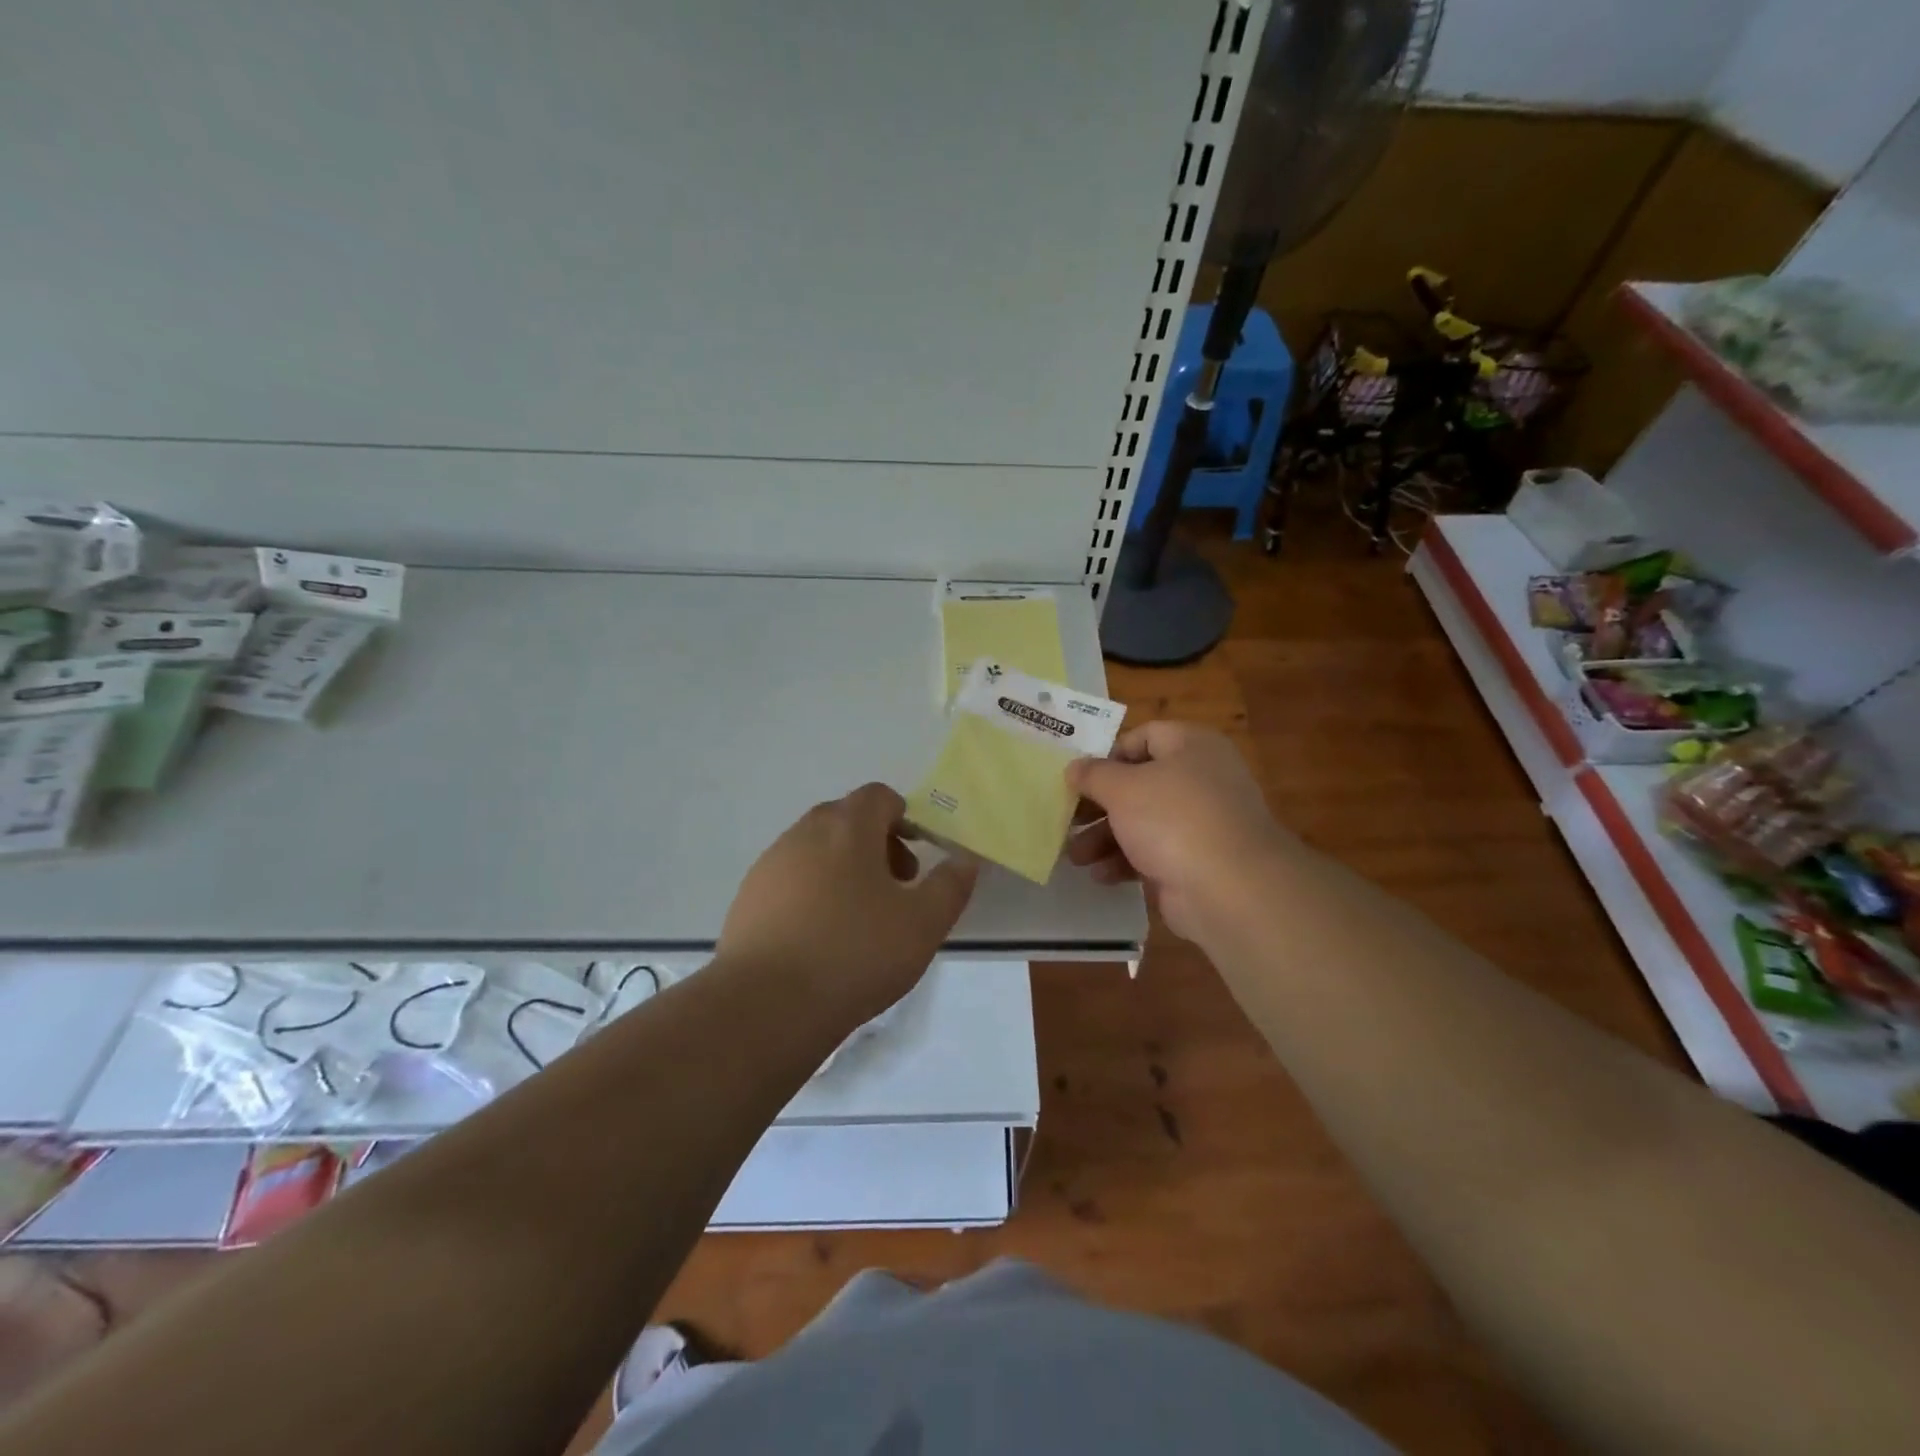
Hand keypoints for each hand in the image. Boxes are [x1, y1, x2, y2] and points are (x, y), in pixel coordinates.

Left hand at [717, 783, 978, 1025]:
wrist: (766, 1005)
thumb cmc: (855, 953)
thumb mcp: (923, 924)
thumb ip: (950, 885)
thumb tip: (964, 860)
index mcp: (847, 827)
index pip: (878, 796)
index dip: (904, 817)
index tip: (919, 855)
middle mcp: (803, 833)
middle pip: (846, 820)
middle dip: (876, 844)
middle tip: (897, 887)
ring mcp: (770, 865)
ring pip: (815, 850)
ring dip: (843, 868)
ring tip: (860, 918)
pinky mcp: (748, 898)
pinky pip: (790, 880)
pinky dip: (812, 893)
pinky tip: (821, 937)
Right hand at [1066, 722, 1290, 942]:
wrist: (1231, 888)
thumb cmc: (1173, 819)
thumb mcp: (1122, 788)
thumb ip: (1093, 775)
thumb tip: (1074, 766)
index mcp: (1192, 746)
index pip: (1145, 736)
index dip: (1108, 754)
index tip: (1079, 776)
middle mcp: (1201, 778)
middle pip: (1139, 783)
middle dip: (1099, 804)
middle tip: (1069, 818)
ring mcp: (1202, 822)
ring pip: (1143, 821)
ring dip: (1105, 837)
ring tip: (1076, 856)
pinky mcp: (1198, 860)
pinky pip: (1155, 853)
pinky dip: (1127, 861)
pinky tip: (1101, 875)